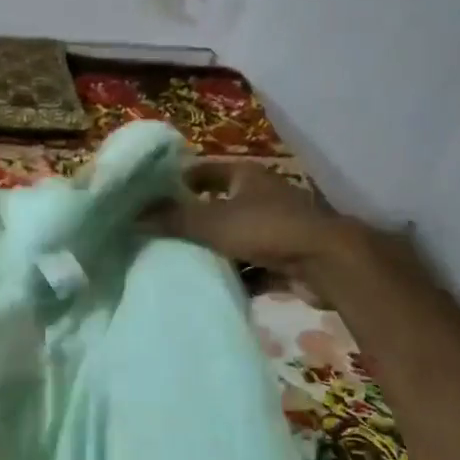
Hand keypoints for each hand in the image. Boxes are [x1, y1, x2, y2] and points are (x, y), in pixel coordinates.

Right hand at [144, 161, 343, 276]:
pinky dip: (235, 276)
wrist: (327, 262)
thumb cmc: (267, 229)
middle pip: (218, 205)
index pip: (202, 171)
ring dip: (213, 251)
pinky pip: (251, 266)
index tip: (149, 198)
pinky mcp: (285, 258)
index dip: (176, 181)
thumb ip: (172, 219)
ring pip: (234, 238)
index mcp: (245, 176)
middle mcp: (261, 196)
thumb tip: (133, 216)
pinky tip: (211, 287)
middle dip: (192, 220)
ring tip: (179, 263)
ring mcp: (275, 228)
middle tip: (159, 234)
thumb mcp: (211, 222)